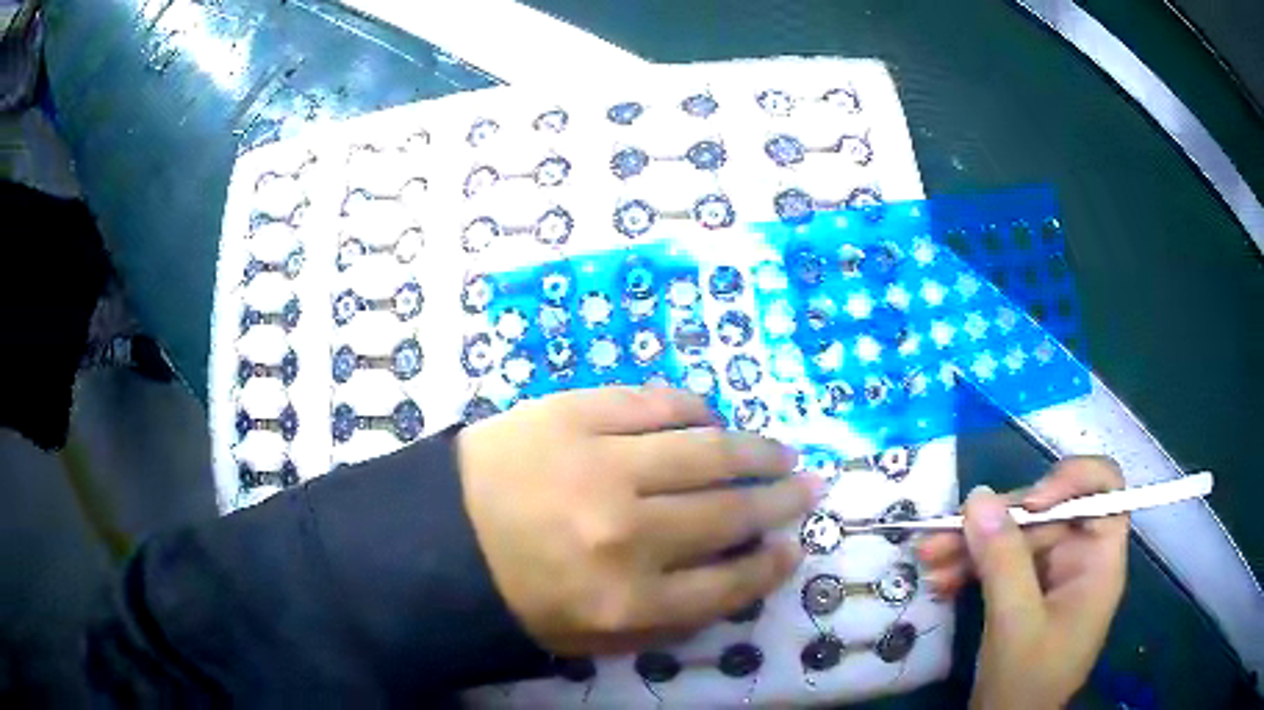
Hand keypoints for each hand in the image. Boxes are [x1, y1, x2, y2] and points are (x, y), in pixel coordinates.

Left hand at [457, 386, 820, 655]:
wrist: (434, 537)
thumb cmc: (514, 594)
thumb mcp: (590, 637)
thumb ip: (668, 619)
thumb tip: (737, 576)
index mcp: (625, 602)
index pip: (728, 584)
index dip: (771, 565)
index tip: (793, 547)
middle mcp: (626, 534)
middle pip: (729, 513)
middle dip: (780, 501)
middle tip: (808, 486)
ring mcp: (600, 464)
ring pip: (707, 452)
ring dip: (755, 451)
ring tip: (780, 452)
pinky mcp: (573, 412)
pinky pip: (655, 404)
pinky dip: (693, 410)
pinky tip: (710, 418)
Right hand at [916, 458, 1128, 708]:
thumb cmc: (1026, 683)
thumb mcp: (1015, 623)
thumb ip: (1002, 561)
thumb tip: (976, 499)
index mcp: (1099, 560)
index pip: (1103, 489)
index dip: (1071, 479)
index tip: (1028, 502)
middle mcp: (1079, 557)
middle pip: (1045, 512)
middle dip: (995, 523)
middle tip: (944, 533)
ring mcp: (1051, 573)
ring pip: (1016, 536)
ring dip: (972, 544)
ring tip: (929, 558)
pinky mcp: (1025, 588)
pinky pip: (1000, 561)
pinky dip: (970, 566)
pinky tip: (941, 579)